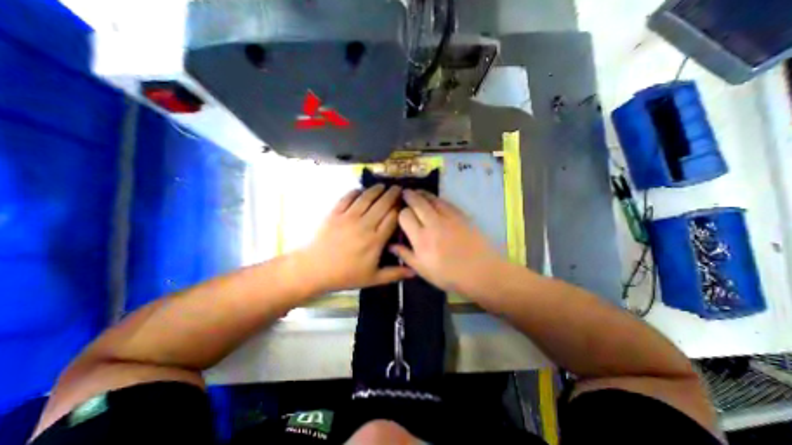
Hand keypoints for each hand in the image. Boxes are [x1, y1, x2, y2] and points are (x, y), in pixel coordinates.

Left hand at [300, 183, 414, 292]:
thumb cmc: (346, 275)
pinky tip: (360, 190)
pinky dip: (355, 192)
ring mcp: (348, 217)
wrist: (315, 269)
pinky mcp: (335, 213)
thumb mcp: (373, 278)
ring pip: (366, 198)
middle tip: (398, 188)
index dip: (400, 208)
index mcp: (376, 240)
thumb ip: (395, 273)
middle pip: (382, 204)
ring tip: (382, 186)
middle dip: (392, 194)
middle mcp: (364, 225)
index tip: (405, 204)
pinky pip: (347, 197)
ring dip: (376, 190)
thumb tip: (415, 271)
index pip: (392, 218)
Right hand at [390, 189, 506, 297]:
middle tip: (404, 193)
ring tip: (416, 192)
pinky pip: (445, 201)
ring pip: (431, 198)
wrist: (481, 271)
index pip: (405, 216)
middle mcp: (433, 224)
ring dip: (422, 193)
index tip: (400, 213)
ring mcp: (448, 217)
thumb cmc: (449, 275)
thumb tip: (390, 246)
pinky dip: (436, 198)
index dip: (400, 212)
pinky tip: (433, 199)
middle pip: (417, 202)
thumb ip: (406, 255)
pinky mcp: (460, 215)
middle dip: (409, 195)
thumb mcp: (423, 270)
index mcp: (421, 239)